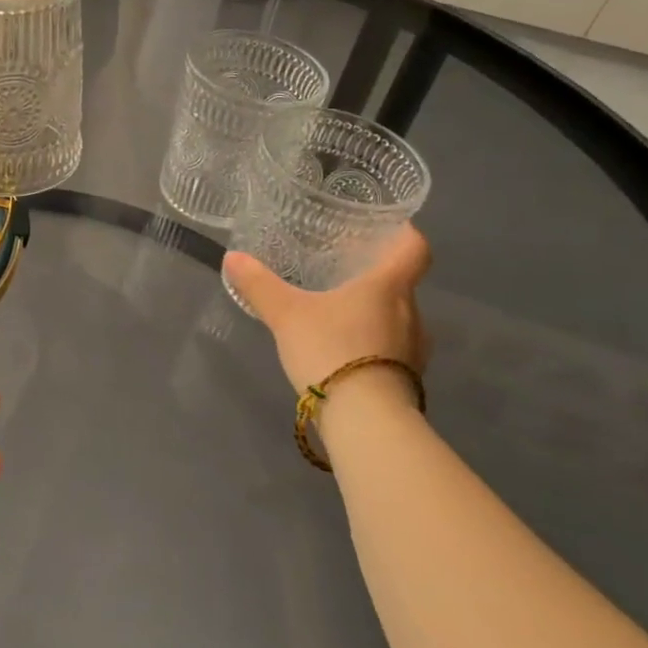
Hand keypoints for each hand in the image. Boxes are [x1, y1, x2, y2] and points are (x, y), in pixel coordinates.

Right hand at [223, 227, 430, 400]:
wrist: (366, 420)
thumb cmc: (332, 350)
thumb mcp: (286, 314)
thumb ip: (260, 285)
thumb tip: (233, 257)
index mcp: (388, 287)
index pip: (414, 249)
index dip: (403, 233)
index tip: (386, 227)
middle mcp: (411, 313)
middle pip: (401, 284)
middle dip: (374, 276)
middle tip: (341, 269)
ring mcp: (414, 349)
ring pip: (397, 317)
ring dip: (373, 311)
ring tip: (338, 310)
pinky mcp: (408, 378)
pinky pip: (392, 347)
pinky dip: (372, 341)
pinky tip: (343, 347)